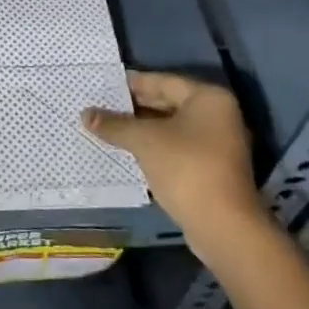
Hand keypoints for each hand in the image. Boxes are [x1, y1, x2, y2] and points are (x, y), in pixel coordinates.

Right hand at [83, 72, 270, 237]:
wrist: (223, 227)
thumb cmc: (185, 168)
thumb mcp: (144, 141)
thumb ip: (115, 124)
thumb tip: (85, 114)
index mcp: (208, 98)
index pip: (162, 81)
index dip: (130, 84)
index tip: (103, 85)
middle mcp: (217, 115)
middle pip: (167, 103)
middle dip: (133, 107)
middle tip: (100, 106)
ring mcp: (217, 144)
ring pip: (170, 128)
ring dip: (141, 129)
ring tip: (107, 127)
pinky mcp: (211, 169)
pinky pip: (176, 148)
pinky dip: (153, 147)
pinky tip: (126, 150)